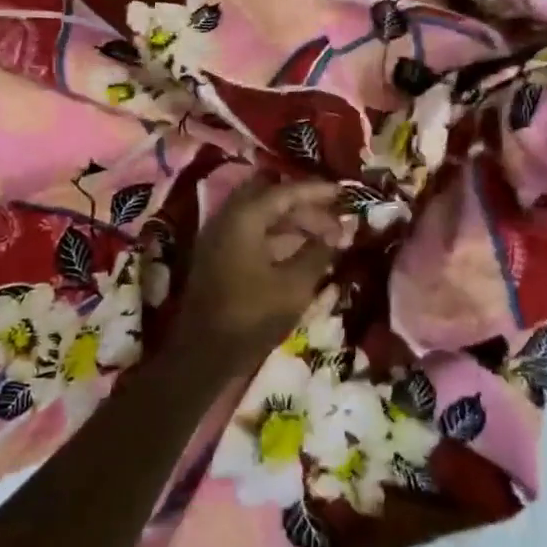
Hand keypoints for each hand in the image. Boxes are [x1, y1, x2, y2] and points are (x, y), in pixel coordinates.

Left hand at [175, 176, 349, 359]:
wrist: (202, 355)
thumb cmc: (251, 316)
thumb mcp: (295, 286)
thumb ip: (320, 252)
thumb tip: (342, 231)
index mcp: (243, 217)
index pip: (285, 191)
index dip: (317, 191)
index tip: (343, 193)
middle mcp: (227, 218)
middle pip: (270, 198)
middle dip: (304, 205)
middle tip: (334, 217)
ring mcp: (218, 238)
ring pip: (260, 217)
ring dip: (291, 222)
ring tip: (324, 236)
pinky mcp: (217, 257)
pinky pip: (251, 233)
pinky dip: (277, 236)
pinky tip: (301, 252)